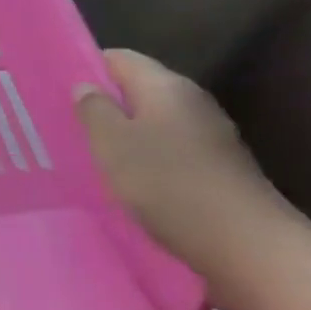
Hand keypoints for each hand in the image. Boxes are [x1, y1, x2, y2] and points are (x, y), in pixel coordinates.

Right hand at [74, 49, 298, 292]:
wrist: (252, 251)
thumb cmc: (170, 185)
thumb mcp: (113, 143)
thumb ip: (94, 109)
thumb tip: (87, 87)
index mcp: (166, 85)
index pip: (118, 58)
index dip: (86, 68)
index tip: (59, 92)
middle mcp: (192, 103)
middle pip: (138, 91)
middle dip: (105, 107)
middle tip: (69, 128)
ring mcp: (212, 138)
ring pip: (154, 125)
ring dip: (126, 139)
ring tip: (95, 159)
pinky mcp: (221, 172)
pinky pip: (172, 154)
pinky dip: (150, 164)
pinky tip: (132, 187)